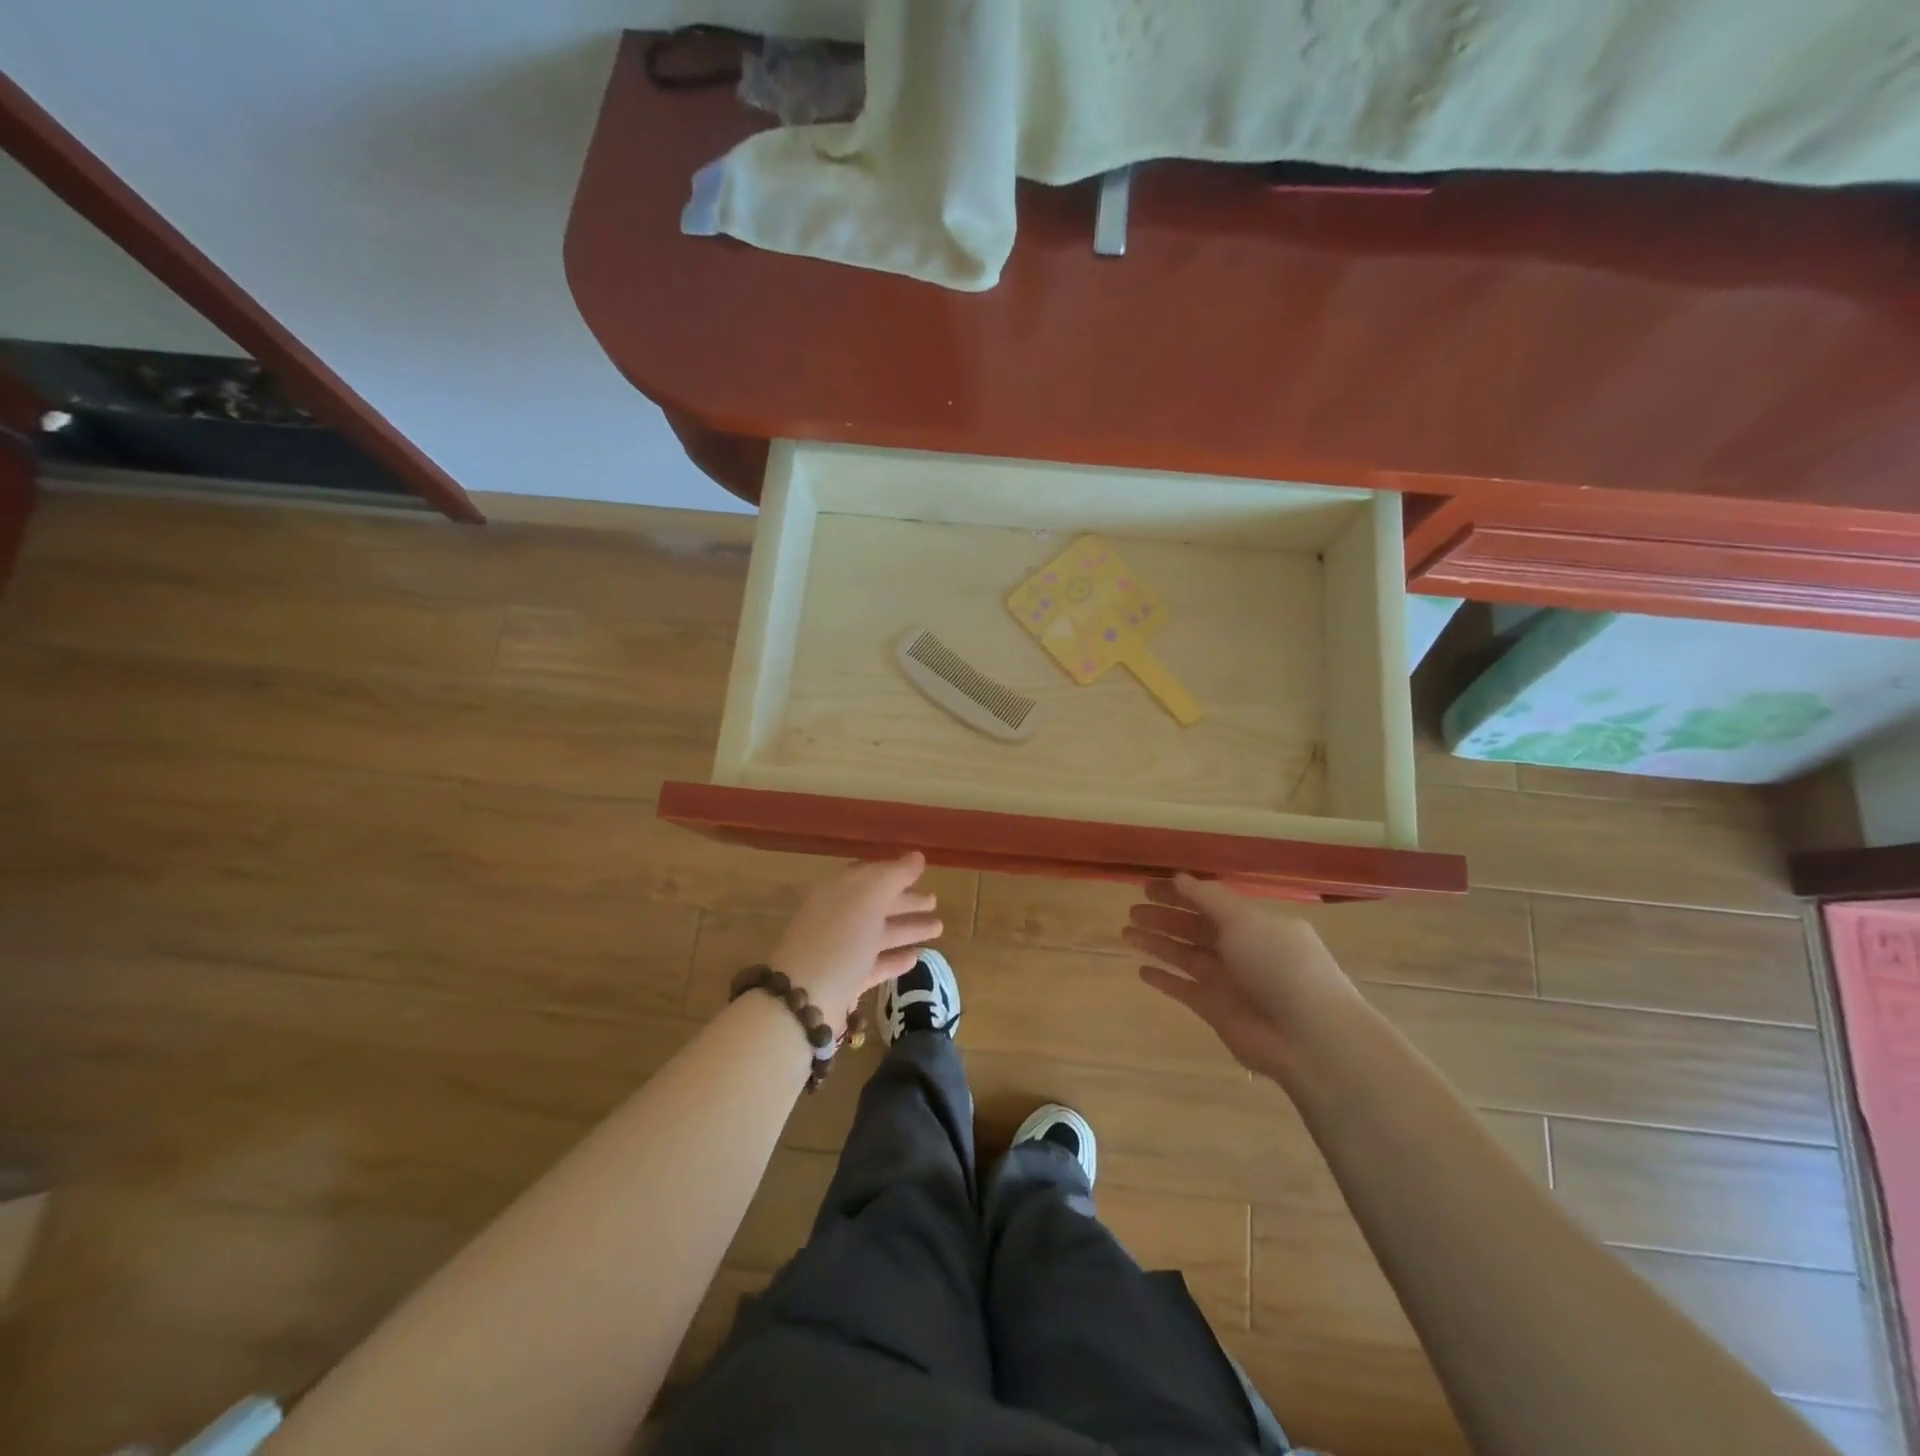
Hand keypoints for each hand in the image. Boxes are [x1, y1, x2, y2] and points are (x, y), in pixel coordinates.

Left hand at [771, 853, 941, 1033]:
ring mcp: (840, 951)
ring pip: (879, 934)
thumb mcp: (869, 897)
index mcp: (838, 891)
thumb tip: (917, 857)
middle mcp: (837, 917)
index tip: (921, 873)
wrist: (805, 999)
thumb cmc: (839, 938)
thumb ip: (895, 875)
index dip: (895, 872)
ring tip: (938, 927)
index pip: (869, 875)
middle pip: (876, 904)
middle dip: (906, 901)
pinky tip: (916, 958)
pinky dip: (895, 959)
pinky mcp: (845, 982)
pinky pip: (875, 964)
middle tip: (935, 901)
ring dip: (907, 929)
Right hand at [1122, 874, 1357, 1082]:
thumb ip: (1208, 899)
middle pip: (1193, 928)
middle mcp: (1239, 949)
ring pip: (1183, 955)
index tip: (1146, 886)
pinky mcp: (1215, 1009)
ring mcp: (1226, 980)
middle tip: (1132, 910)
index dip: (1178, 893)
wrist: (1307, 1036)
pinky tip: (1141, 970)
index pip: (1207, 902)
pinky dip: (1163, 980)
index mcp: (1251, 924)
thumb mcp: (1244, 921)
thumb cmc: (1279, 966)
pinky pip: (1183, 989)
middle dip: (1163, 917)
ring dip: (1156, 943)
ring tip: (1126, 933)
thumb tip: (1179, 877)